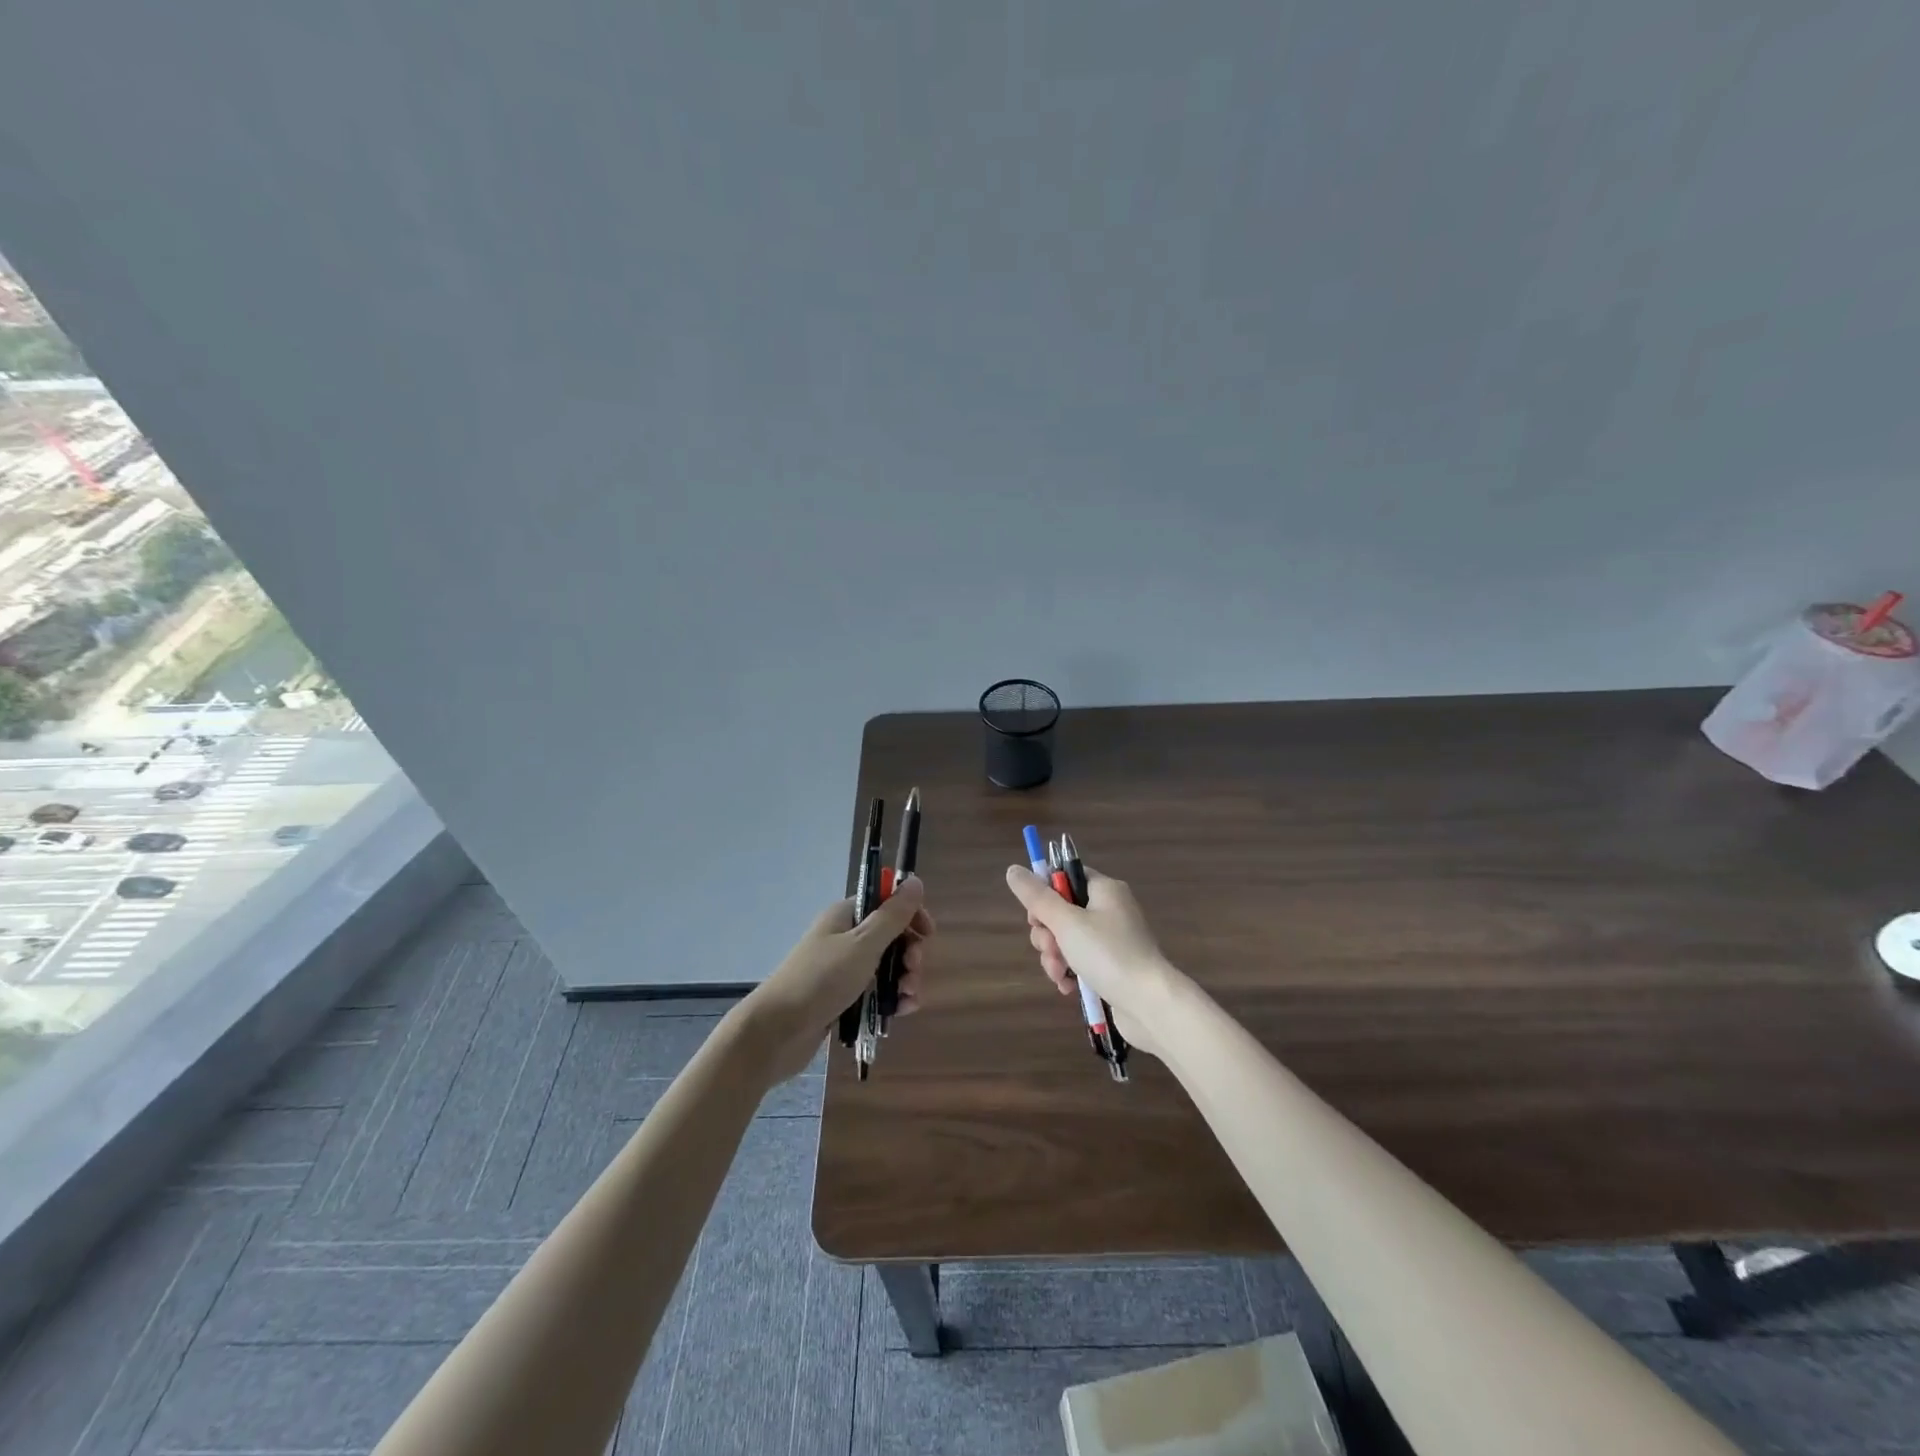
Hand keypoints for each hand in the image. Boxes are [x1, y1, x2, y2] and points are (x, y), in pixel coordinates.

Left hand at [741, 879, 933, 1082]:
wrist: (775, 1032)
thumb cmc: (821, 980)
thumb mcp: (862, 944)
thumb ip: (892, 915)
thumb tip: (914, 880)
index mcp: (846, 916)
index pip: (886, 903)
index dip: (910, 915)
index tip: (927, 935)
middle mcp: (844, 938)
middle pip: (891, 936)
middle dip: (909, 953)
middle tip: (912, 972)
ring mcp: (842, 969)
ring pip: (886, 967)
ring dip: (904, 979)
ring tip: (908, 998)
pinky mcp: (842, 998)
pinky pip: (875, 992)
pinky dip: (891, 999)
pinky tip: (901, 1012)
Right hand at [1004, 864, 1183, 1059]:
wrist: (1150, 1004)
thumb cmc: (1108, 954)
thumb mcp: (1066, 922)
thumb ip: (1037, 897)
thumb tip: (1013, 869)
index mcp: (1104, 889)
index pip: (1066, 877)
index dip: (1045, 894)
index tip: (1035, 916)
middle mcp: (1110, 909)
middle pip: (1063, 910)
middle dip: (1047, 933)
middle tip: (1050, 948)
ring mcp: (1113, 939)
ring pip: (1067, 938)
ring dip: (1055, 955)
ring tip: (1059, 973)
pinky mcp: (1113, 965)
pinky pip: (1081, 959)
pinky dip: (1069, 970)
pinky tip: (1067, 986)